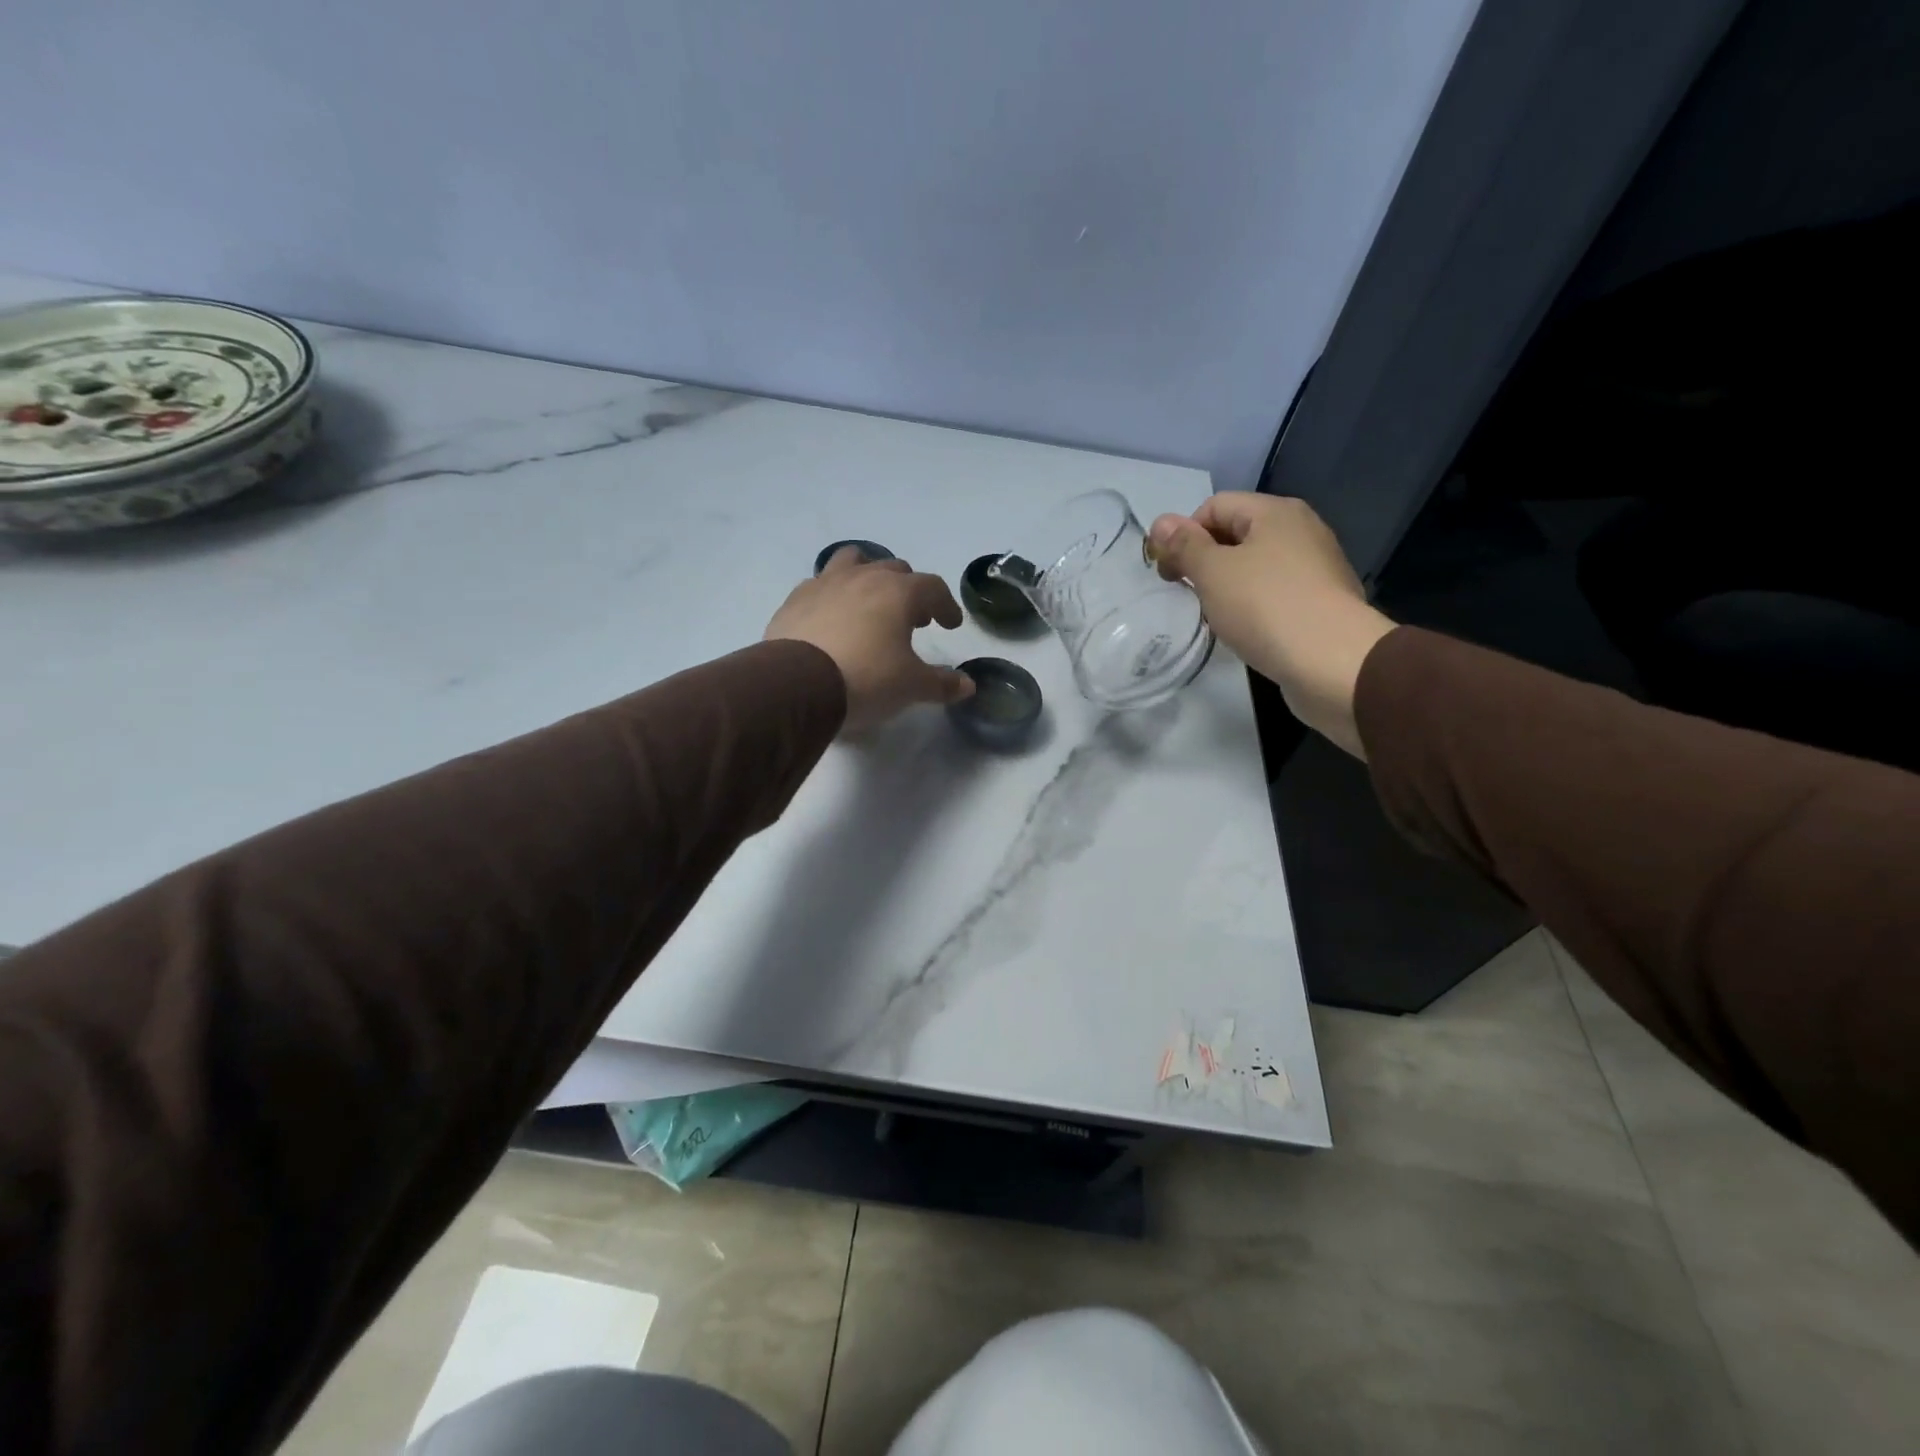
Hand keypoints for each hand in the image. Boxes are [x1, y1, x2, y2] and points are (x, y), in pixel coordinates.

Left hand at [765, 547, 974, 732]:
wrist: (797, 685)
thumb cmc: (866, 679)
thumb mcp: (911, 686)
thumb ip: (941, 683)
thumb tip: (967, 685)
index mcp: (898, 592)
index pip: (933, 587)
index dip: (946, 605)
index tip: (949, 624)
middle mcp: (863, 577)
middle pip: (894, 570)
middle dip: (909, 591)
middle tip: (913, 619)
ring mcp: (825, 584)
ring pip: (852, 562)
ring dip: (867, 576)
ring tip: (870, 604)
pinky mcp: (795, 600)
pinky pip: (820, 585)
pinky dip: (833, 596)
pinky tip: (832, 619)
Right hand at [1149, 494, 1394, 757]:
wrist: (1332, 662)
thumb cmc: (1265, 607)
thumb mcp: (1213, 572)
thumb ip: (1184, 546)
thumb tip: (1160, 522)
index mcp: (1275, 512)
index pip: (1215, 506)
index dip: (1184, 535)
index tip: (1170, 574)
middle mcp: (1301, 529)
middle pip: (1237, 533)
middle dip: (1205, 561)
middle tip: (1189, 595)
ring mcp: (1316, 566)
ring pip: (1256, 566)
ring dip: (1228, 586)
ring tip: (1216, 616)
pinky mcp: (1322, 601)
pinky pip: (1276, 592)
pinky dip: (1254, 605)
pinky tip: (1247, 630)